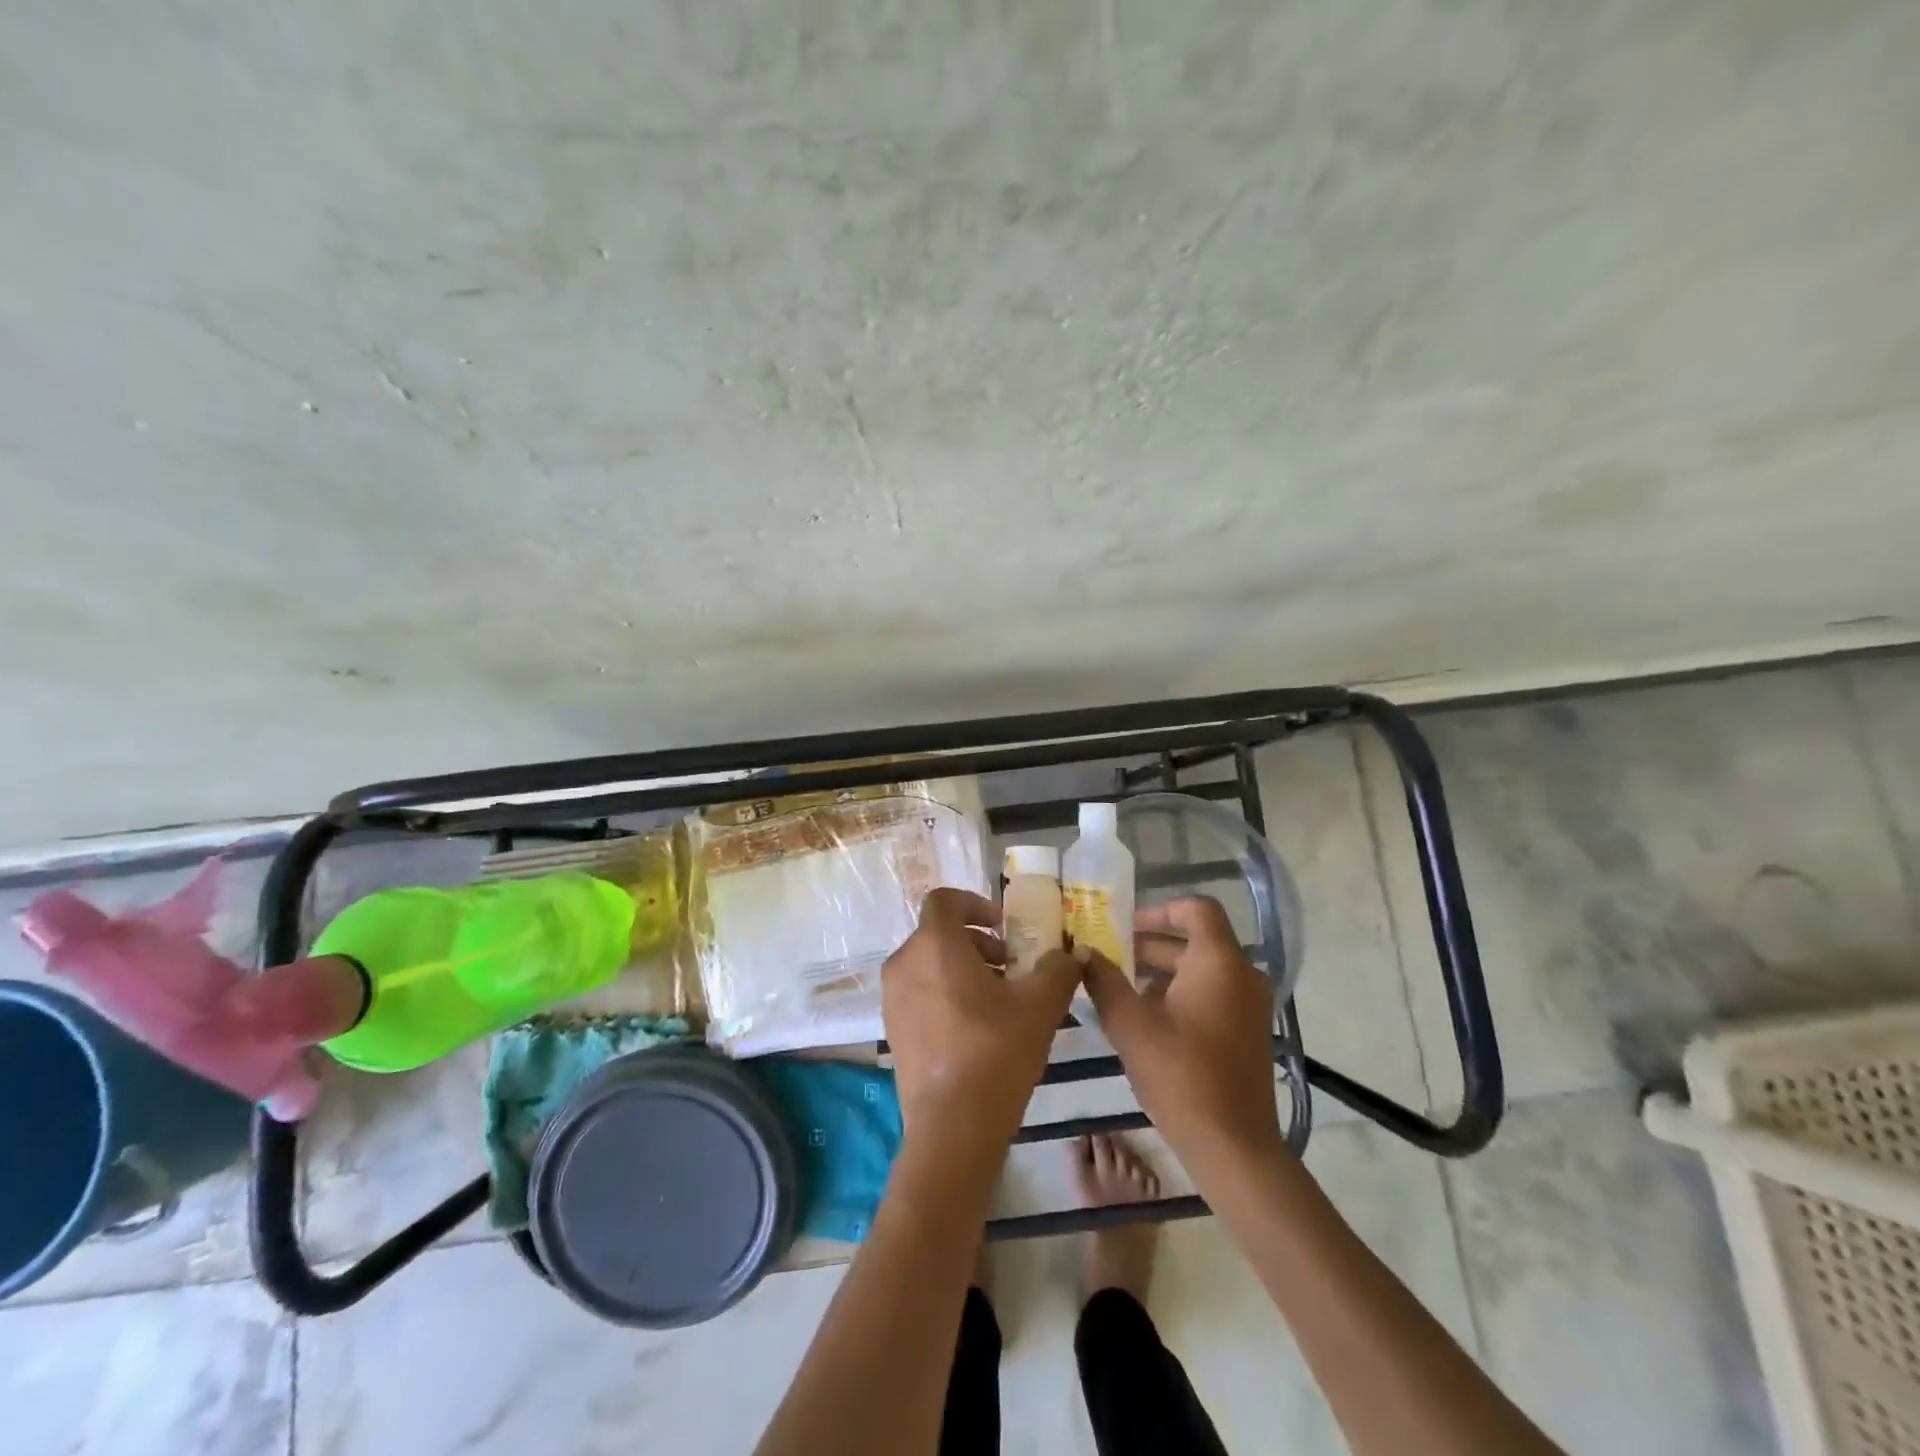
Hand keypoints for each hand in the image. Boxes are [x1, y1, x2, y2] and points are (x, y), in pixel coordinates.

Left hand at [882, 888, 1079, 1165]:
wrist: (952, 1127)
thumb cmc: (995, 1051)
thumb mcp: (1040, 1005)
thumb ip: (1058, 969)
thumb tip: (1072, 954)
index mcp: (934, 944)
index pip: (944, 900)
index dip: (975, 903)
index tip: (1004, 927)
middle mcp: (904, 963)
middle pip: (939, 933)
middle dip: (978, 943)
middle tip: (1011, 968)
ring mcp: (893, 998)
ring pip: (929, 964)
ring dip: (964, 969)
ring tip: (1000, 1001)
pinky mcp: (892, 1030)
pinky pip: (920, 993)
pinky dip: (946, 994)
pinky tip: (977, 1029)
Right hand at [1080, 897, 1284, 1172]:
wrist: (1233, 1145)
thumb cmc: (1180, 1073)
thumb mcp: (1129, 1023)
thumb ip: (1103, 980)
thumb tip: (1083, 952)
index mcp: (1218, 961)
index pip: (1196, 909)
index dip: (1160, 909)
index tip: (1126, 926)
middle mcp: (1242, 974)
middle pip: (1196, 941)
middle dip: (1151, 946)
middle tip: (1110, 959)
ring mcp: (1251, 1005)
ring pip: (1203, 970)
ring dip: (1163, 973)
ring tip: (1121, 991)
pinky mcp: (1249, 1032)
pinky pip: (1214, 994)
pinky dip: (1182, 994)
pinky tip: (1148, 1021)